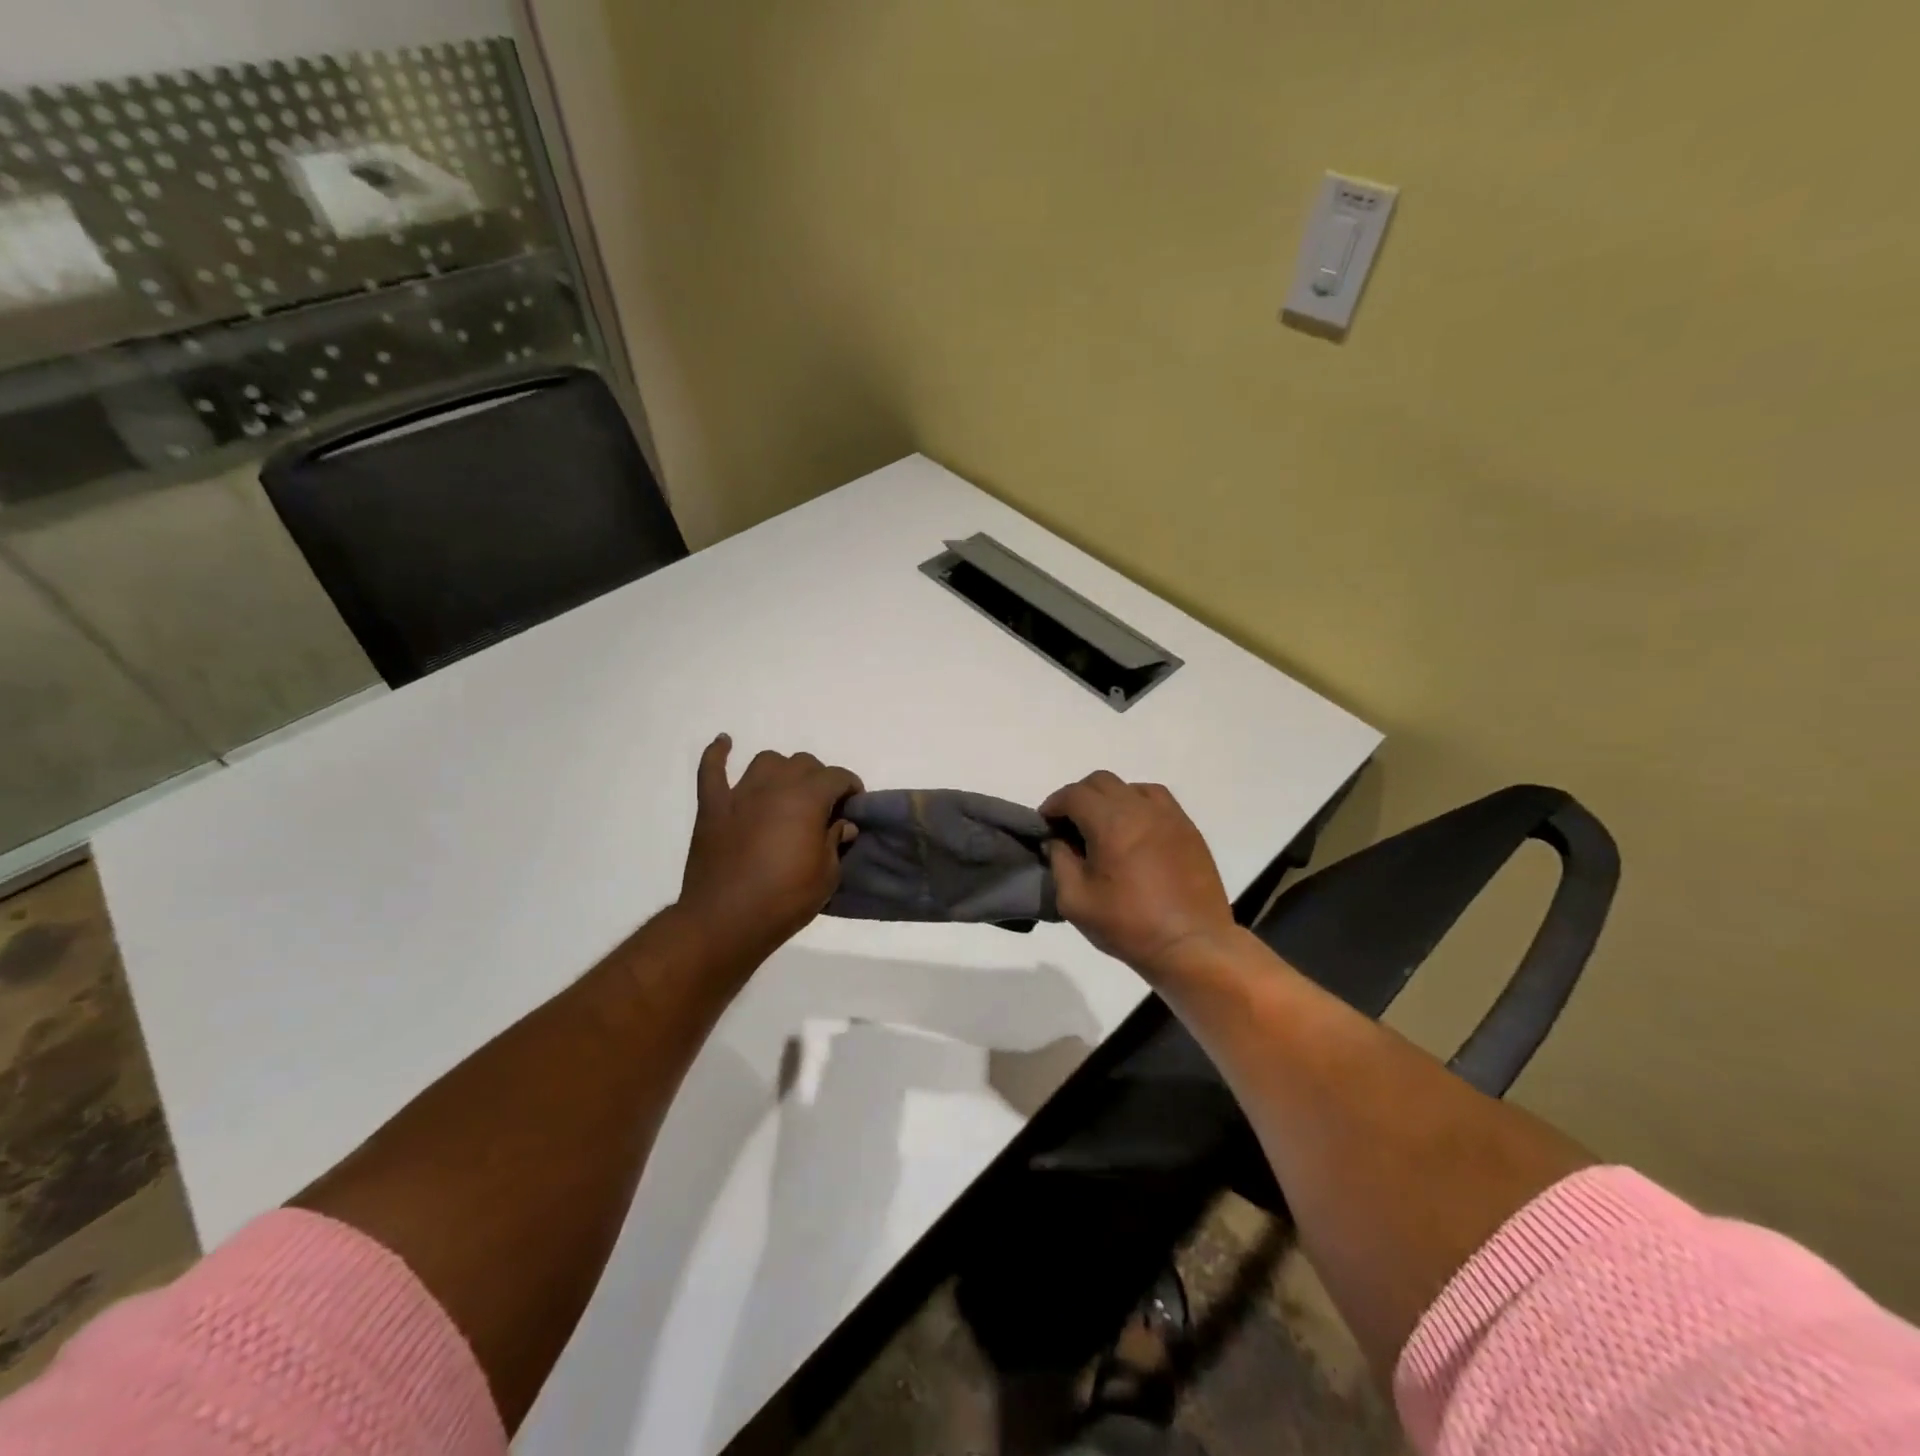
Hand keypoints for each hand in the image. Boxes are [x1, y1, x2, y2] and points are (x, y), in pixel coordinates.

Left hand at [676, 735, 862, 968]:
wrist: (725, 922)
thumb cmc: (784, 900)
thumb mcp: (827, 876)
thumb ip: (835, 842)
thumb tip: (841, 824)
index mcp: (807, 799)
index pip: (837, 776)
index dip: (851, 787)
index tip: (854, 806)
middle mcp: (775, 786)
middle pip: (803, 763)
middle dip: (819, 779)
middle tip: (823, 806)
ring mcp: (739, 793)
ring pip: (766, 761)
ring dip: (781, 771)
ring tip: (786, 791)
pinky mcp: (712, 807)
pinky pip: (711, 770)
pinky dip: (717, 754)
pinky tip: (724, 743)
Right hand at [1042, 772, 1238, 983]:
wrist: (1193, 945)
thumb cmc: (1129, 925)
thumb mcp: (1076, 900)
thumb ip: (1059, 862)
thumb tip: (1056, 841)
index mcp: (1111, 822)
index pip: (1074, 794)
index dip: (1053, 805)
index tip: (1045, 825)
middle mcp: (1141, 808)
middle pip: (1101, 782)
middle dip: (1078, 798)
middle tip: (1070, 827)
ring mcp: (1170, 816)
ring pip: (1131, 787)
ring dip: (1110, 800)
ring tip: (1104, 829)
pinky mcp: (1188, 829)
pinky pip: (1157, 801)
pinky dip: (1137, 807)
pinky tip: (1134, 834)